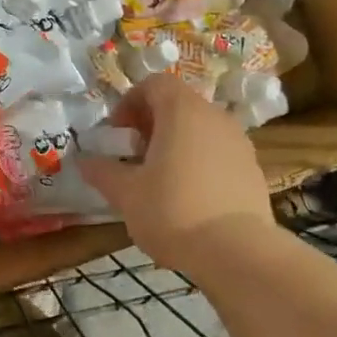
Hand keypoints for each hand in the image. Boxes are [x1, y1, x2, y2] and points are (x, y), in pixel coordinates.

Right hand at [78, 74, 274, 270]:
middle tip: (133, 154)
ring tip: (159, 178)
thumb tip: (83, 161)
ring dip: (176, 143)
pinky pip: (218, 153)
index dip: (130, 101)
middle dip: (151, 124)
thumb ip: (102, 172)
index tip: (117, 132)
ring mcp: (239, 142)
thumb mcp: (126, 194)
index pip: (155, 83)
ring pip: (200, 129)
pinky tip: (187, 197)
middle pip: (179, 104)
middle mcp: (215, 117)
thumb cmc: (173, 211)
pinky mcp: (253, 169)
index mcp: (182, 111)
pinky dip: (199, 162)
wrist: (238, 252)